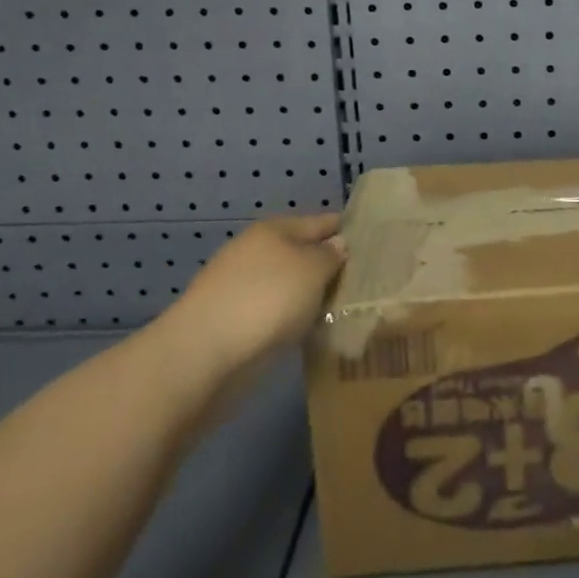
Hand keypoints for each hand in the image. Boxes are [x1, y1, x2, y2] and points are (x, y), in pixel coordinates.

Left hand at [140, 213, 344, 427]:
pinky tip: (311, 332)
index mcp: (275, 229)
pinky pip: (275, 313)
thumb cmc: (267, 299)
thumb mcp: (313, 269)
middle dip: (329, 266)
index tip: (376, 244)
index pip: (322, 222)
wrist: (203, 355)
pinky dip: (292, 319)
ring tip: (343, 310)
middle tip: (365, 282)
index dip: (347, 230)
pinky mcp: (233, 322)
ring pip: (289, 285)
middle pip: (303, 253)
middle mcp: (257, 252)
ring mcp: (242, 287)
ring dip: (311, 296)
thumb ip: (331, 255)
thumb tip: (338, 245)